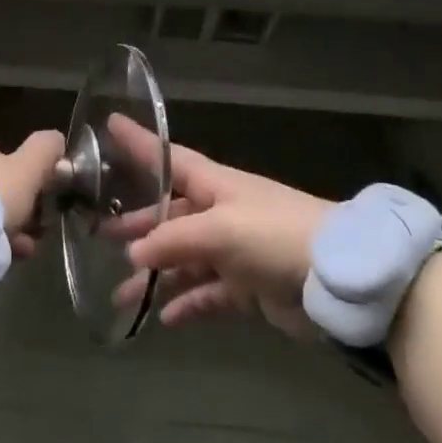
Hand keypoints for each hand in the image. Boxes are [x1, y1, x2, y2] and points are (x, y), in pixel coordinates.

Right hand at [109, 127, 330, 335]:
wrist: (340, 278)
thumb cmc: (275, 234)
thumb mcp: (220, 229)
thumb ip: (173, 240)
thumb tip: (134, 254)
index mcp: (215, 185)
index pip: (168, 158)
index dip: (139, 142)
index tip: (109, 123)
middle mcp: (221, 213)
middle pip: (170, 216)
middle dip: (138, 225)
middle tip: (100, 234)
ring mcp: (235, 251)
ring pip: (184, 261)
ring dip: (156, 277)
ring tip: (122, 296)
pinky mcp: (249, 288)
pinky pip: (208, 295)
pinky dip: (188, 304)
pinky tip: (164, 318)